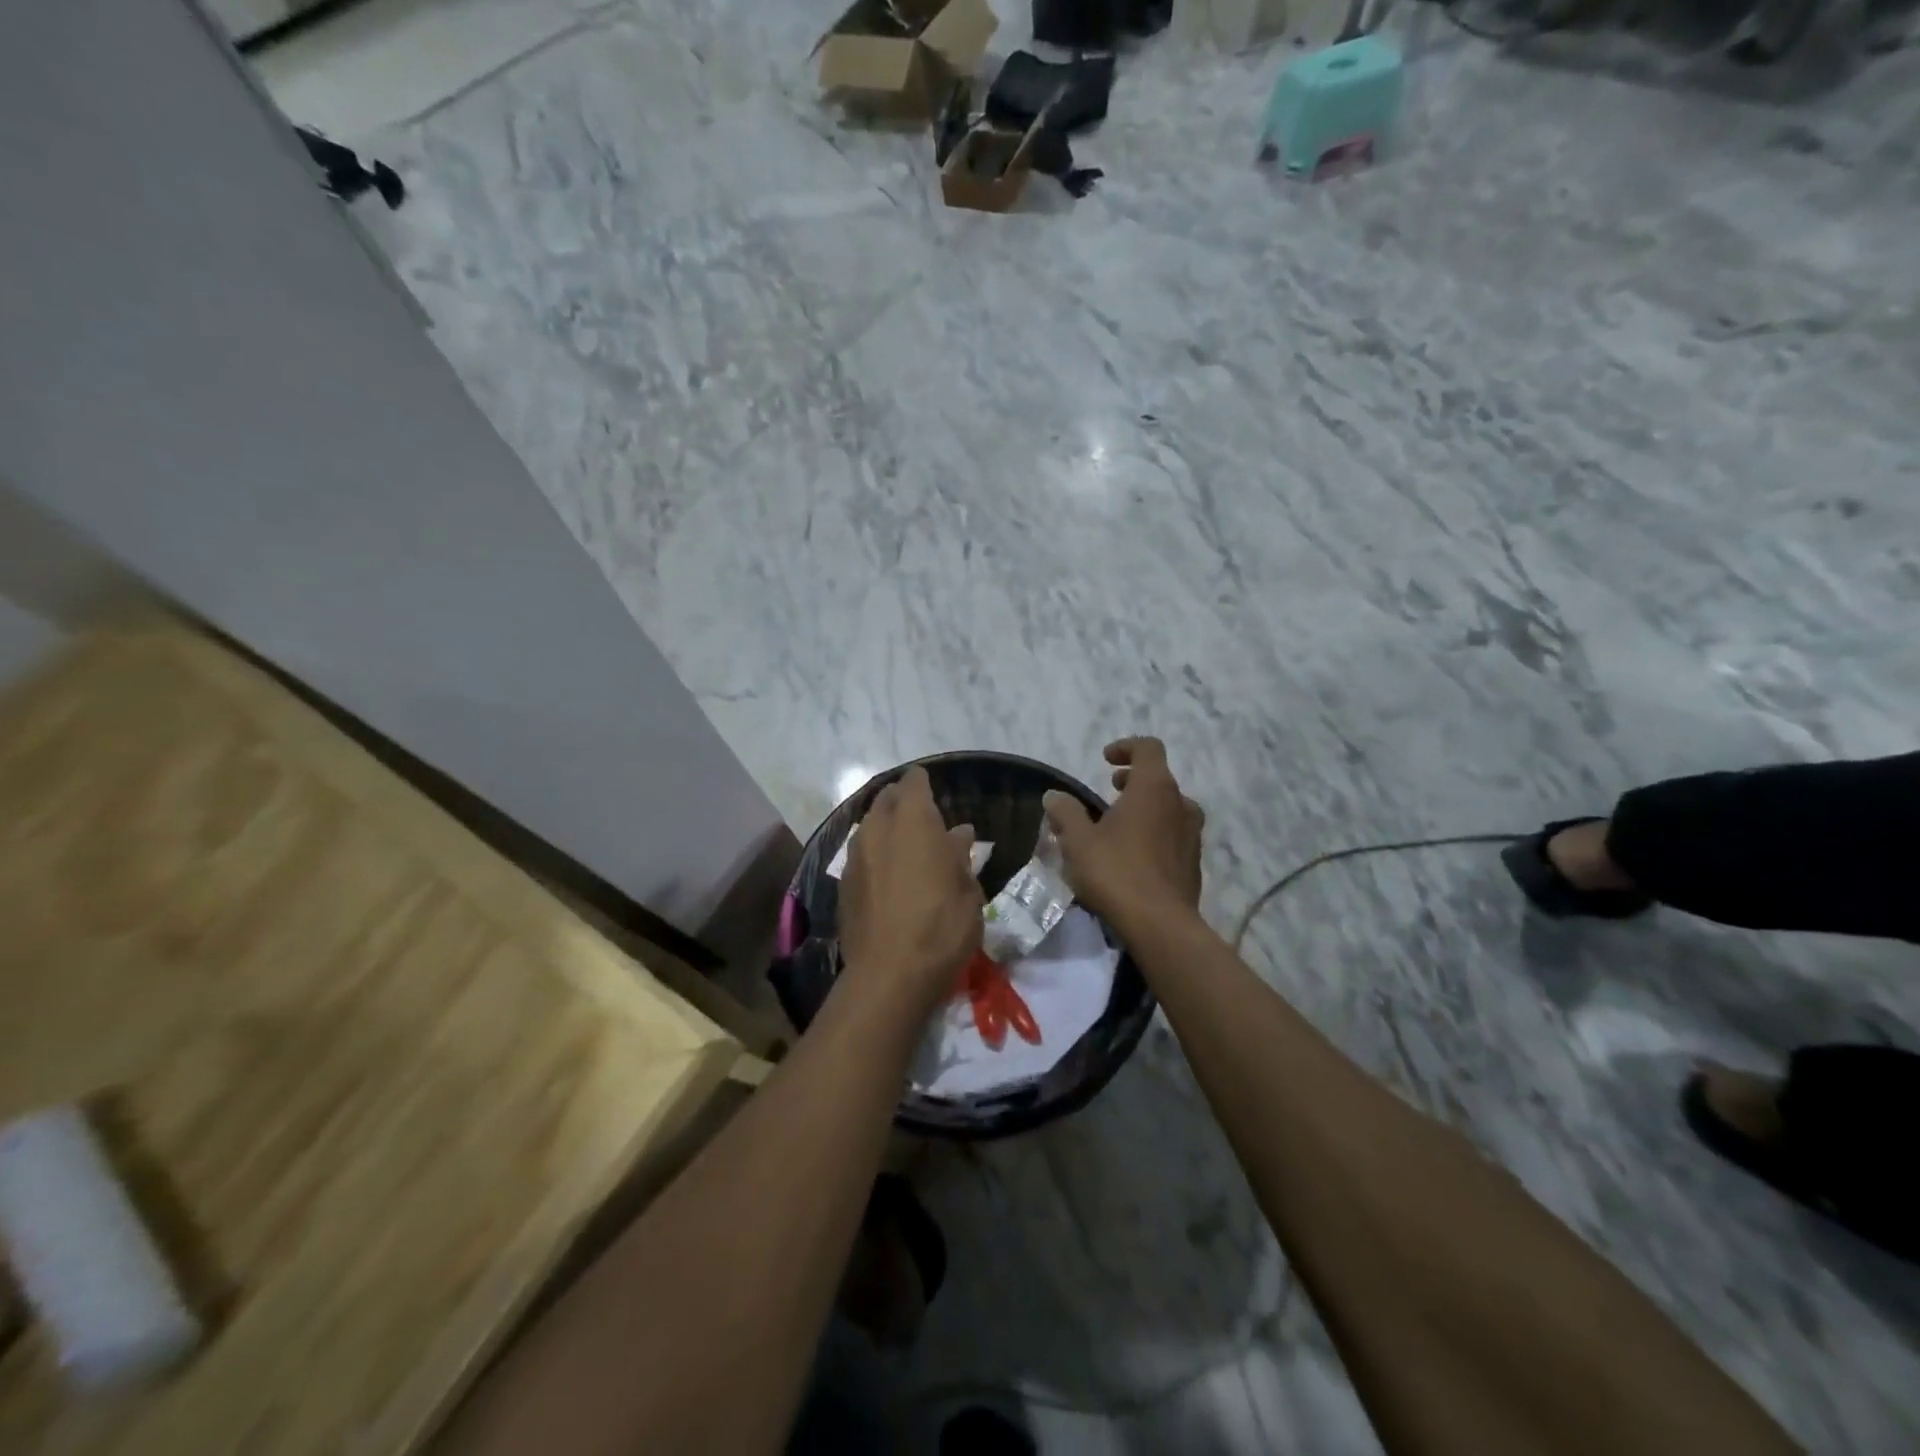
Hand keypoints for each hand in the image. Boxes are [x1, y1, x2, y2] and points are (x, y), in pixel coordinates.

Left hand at [838, 766, 983, 1016]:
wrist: (889, 976)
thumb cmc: (941, 927)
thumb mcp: (967, 891)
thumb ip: (960, 855)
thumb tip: (959, 833)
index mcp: (913, 821)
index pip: (914, 782)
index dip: (923, 783)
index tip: (935, 791)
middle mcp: (878, 829)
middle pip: (886, 799)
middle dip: (902, 802)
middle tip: (923, 820)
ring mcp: (855, 856)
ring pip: (869, 826)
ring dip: (886, 829)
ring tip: (906, 848)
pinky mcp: (843, 883)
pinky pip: (861, 855)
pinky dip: (875, 856)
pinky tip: (889, 876)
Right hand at [1043, 738, 1203, 933]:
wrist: (1161, 925)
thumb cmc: (1117, 872)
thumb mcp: (1078, 840)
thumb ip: (1065, 812)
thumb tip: (1054, 796)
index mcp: (1154, 788)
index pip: (1148, 748)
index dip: (1126, 747)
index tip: (1105, 761)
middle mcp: (1180, 804)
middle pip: (1159, 778)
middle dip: (1133, 780)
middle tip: (1109, 793)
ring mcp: (1192, 834)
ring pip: (1169, 808)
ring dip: (1145, 809)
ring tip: (1119, 827)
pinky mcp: (1194, 862)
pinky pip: (1174, 835)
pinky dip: (1155, 833)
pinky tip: (1133, 857)